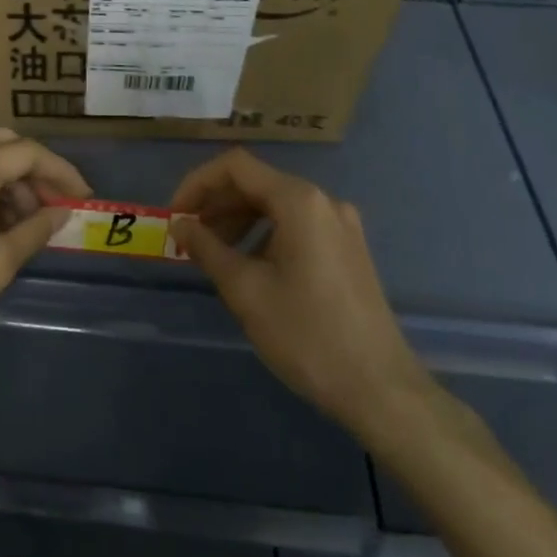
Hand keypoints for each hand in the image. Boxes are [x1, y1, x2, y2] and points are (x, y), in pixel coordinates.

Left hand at [0, 130, 89, 386]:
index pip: (26, 154)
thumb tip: (61, 214)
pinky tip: (1, 227)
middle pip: (2, 146)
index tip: (83, 198)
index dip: (61, 172)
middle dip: (35, 172)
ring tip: (31, 225)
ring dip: (11, 183)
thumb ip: (34, 231)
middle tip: (57, 206)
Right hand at [170, 148, 432, 443]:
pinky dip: (264, 235)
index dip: (197, 183)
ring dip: (237, 220)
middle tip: (187, 237)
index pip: (235, 167)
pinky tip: (249, 267)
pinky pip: (296, 225)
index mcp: (299, 201)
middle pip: (256, 183)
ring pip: (275, 205)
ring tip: (213, 254)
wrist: (381, 390)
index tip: (175, 216)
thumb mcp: (245, 290)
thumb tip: (180, 224)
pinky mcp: (348, 249)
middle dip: (216, 204)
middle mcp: (323, 201)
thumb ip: (206, 247)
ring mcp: (340, 224)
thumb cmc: (306, 335)